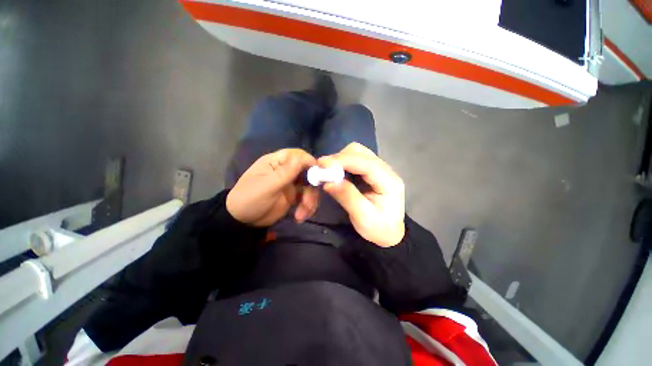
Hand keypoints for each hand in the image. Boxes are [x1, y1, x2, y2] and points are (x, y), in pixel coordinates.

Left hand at [227, 149, 319, 226]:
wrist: (243, 221)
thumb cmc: (250, 199)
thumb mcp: (267, 186)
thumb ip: (285, 173)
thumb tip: (303, 158)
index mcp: (276, 162)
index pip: (297, 155)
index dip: (309, 162)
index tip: (318, 175)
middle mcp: (286, 170)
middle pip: (307, 172)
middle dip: (311, 188)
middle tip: (308, 203)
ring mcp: (291, 184)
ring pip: (309, 187)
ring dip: (309, 201)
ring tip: (301, 215)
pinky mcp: (293, 196)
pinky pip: (306, 198)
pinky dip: (306, 207)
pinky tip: (300, 217)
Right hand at [318, 143, 405, 246]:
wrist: (389, 233)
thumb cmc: (378, 228)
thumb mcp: (363, 217)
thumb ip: (347, 197)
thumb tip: (327, 182)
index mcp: (389, 181)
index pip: (365, 163)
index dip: (343, 160)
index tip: (322, 163)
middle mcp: (386, 170)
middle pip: (361, 153)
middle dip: (340, 158)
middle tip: (323, 170)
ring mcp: (379, 168)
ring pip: (357, 153)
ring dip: (341, 159)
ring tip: (329, 172)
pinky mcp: (372, 171)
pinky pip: (355, 160)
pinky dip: (343, 163)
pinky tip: (337, 173)